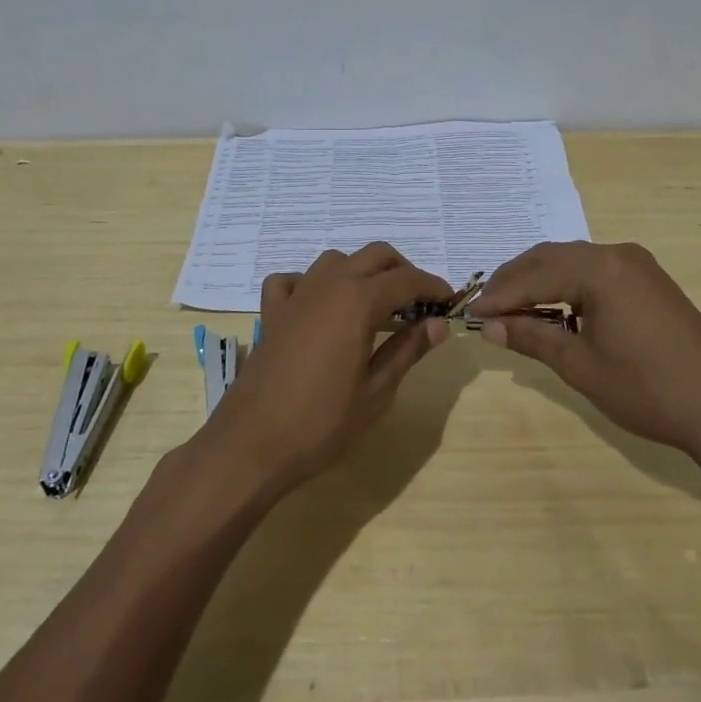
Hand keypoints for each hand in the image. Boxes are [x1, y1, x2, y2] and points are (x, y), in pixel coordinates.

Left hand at [203, 244, 450, 497]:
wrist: (251, 445)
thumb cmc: (321, 423)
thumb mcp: (376, 391)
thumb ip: (408, 350)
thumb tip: (439, 324)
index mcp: (358, 301)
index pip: (407, 280)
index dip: (433, 287)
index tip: (450, 302)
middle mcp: (328, 285)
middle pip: (375, 256)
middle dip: (403, 271)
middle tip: (419, 303)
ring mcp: (296, 296)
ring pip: (336, 260)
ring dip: (362, 271)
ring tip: (376, 304)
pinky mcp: (271, 313)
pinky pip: (293, 280)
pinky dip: (312, 283)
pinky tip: (320, 307)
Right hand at [470, 241, 700, 465]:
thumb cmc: (646, 389)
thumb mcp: (580, 365)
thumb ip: (532, 337)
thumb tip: (488, 326)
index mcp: (601, 269)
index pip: (535, 274)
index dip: (500, 295)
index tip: (470, 314)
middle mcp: (618, 254)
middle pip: (551, 258)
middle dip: (516, 281)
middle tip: (486, 309)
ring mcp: (638, 265)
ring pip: (572, 262)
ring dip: (540, 281)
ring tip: (513, 311)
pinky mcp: (649, 281)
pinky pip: (595, 272)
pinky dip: (567, 286)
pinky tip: (554, 309)